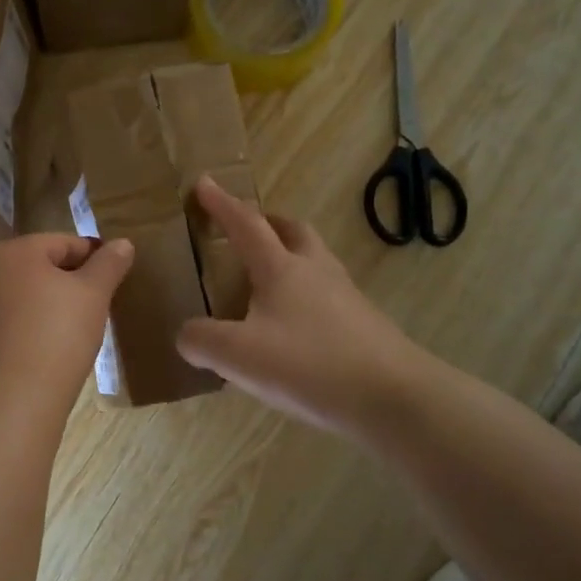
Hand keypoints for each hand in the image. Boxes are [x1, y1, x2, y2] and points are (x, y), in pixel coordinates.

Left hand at [0, 234, 134, 412]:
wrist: (12, 400)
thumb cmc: (58, 336)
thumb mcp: (93, 295)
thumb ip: (109, 264)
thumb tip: (123, 243)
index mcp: (13, 252)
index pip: (64, 243)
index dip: (94, 259)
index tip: (113, 280)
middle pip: (39, 268)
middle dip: (68, 283)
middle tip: (96, 308)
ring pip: (22, 297)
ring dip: (46, 306)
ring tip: (73, 333)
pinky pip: (7, 324)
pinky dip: (27, 330)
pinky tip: (45, 352)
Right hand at [177, 178, 414, 440]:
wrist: (393, 397)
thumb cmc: (309, 365)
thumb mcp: (237, 356)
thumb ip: (201, 340)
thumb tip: (187, 335)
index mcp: (281, 268)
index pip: (245, 224)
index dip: (221, 204)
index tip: (203, 183)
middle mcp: (315, 271)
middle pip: (292, 230)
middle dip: (267, 223)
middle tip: (247, 230)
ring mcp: (345, 296)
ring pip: (314, 260)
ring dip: (290, 256)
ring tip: (267, 282)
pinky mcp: (363, 324)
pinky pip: (327, 294)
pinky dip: (305, 294)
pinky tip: (294, 327)